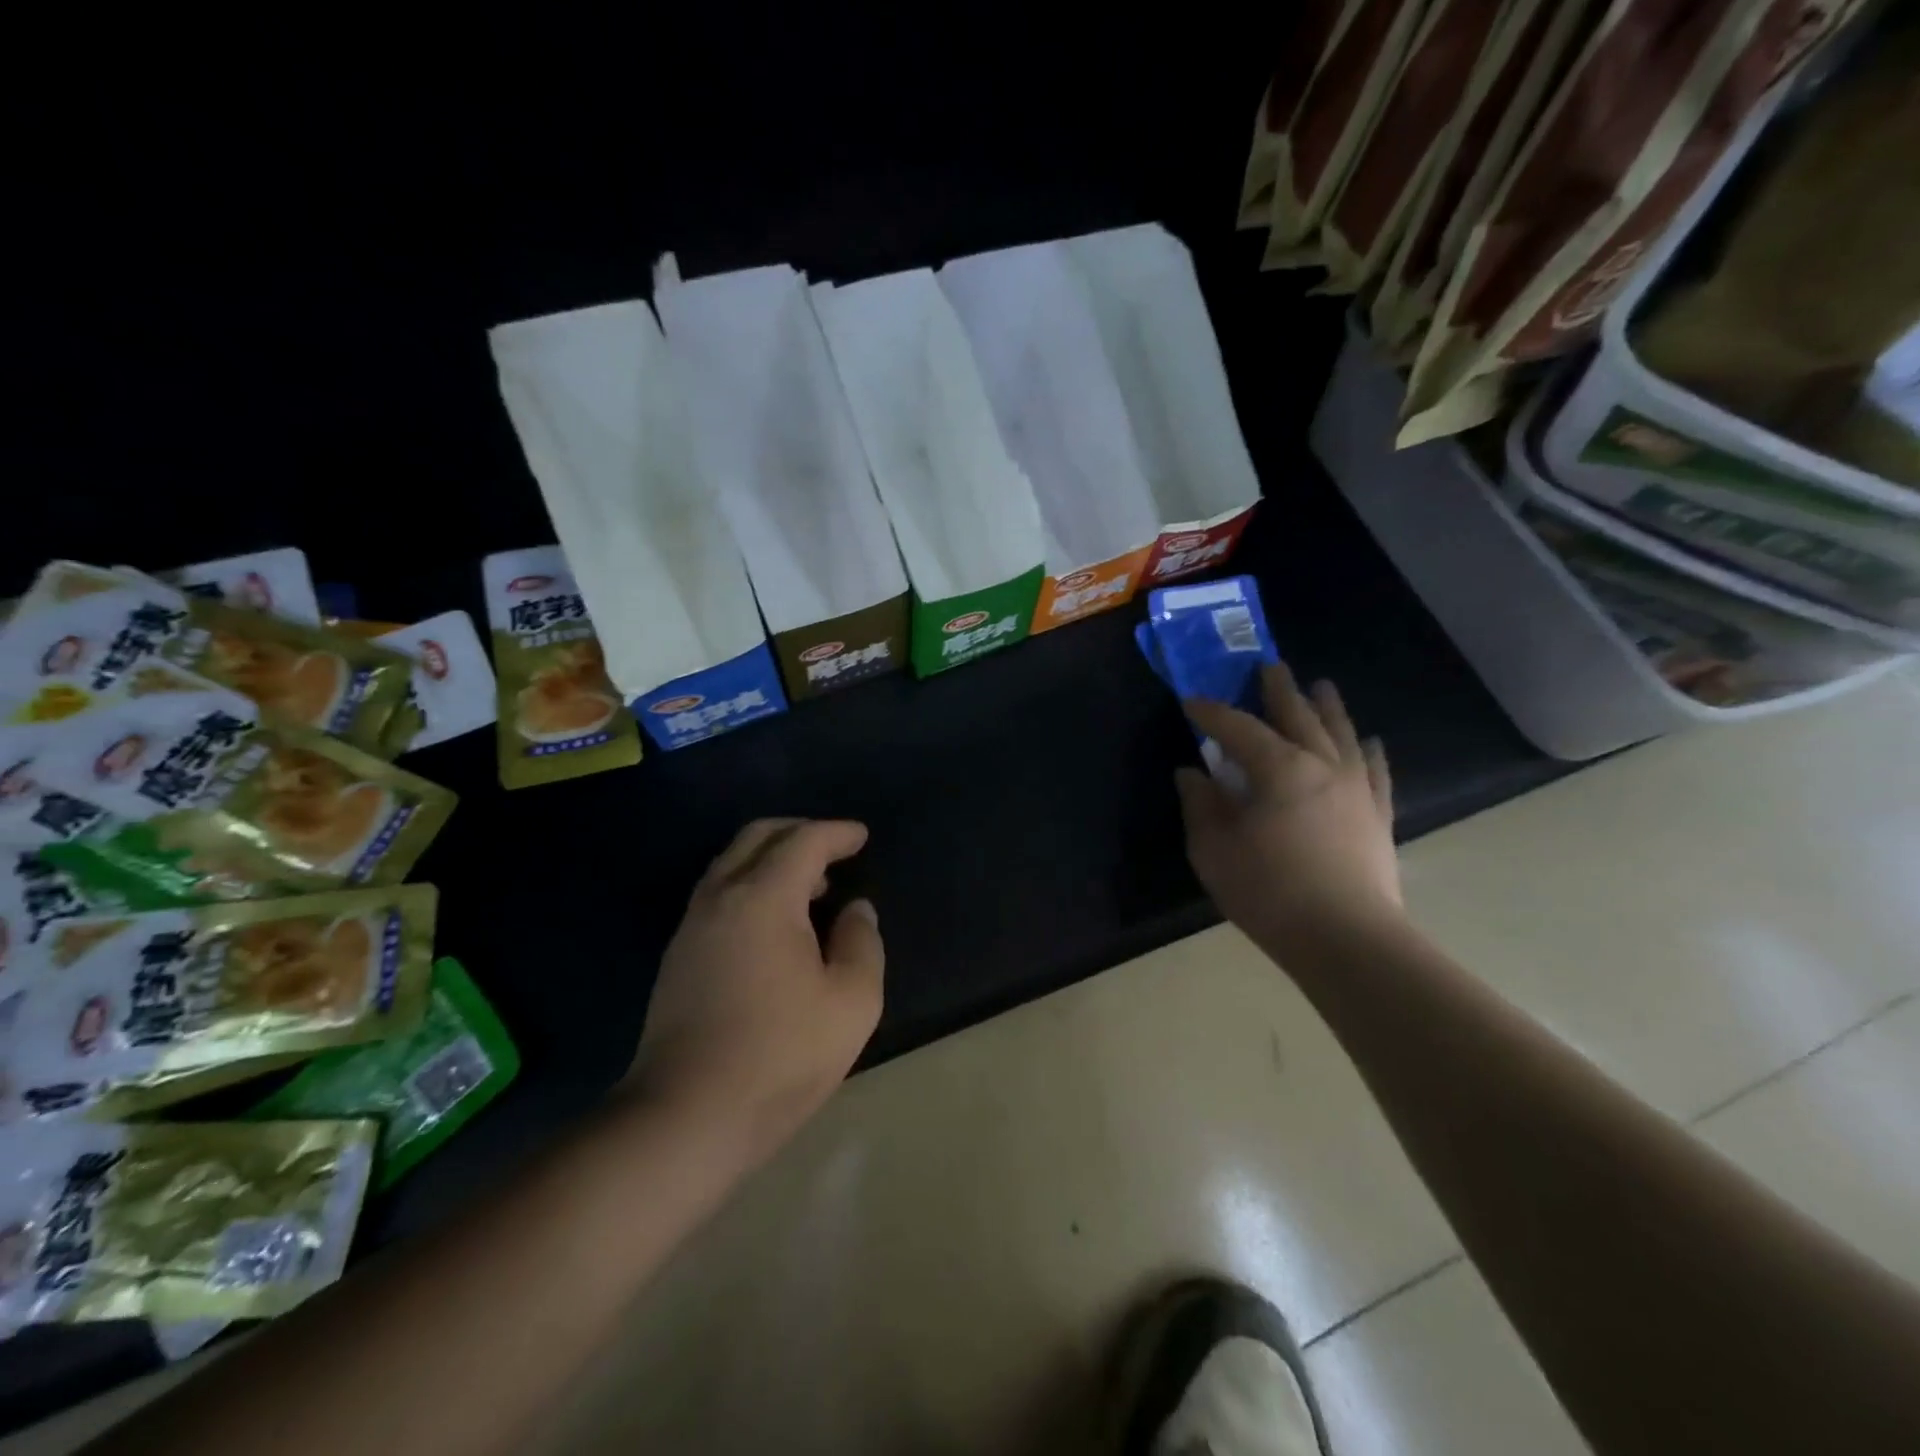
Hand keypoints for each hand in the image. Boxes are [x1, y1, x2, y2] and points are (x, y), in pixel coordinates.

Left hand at [629, 818, 883, 1164]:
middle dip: (798, 831)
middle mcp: (720, 897)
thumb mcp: (851, 1002)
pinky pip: (718, 893)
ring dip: (771, 858)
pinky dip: (750, 884)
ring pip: (731, 863)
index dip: (836, 833)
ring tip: (810, 886)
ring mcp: (691, 926)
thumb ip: (862, 944)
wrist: (685, 1116)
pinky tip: (773, 922)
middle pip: (757, 838)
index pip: (803, 841)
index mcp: (763, 898)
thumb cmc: (780, 1056)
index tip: (861, 837)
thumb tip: (856, 910)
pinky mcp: (677, 956)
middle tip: (833, 848)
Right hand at [1176, 665, 1401, 959]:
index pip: (1238, 728)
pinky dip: (1370, 750)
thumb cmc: (1269, 891)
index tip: (1191, 701)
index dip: (1212, 712)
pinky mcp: (1378, 814)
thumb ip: (1201, 805)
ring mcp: (1357, 788)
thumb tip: (1193, 774)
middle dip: (1279, 689)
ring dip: (1327, 706)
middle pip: (1298, 715)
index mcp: (1278, 768)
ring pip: (1341, 733)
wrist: (1346, 939)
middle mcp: (1322, 765)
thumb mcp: (1213, 849)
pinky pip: (1376, 771)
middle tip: (1269, 666)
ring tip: (1321, 686)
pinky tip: (1370, 740)